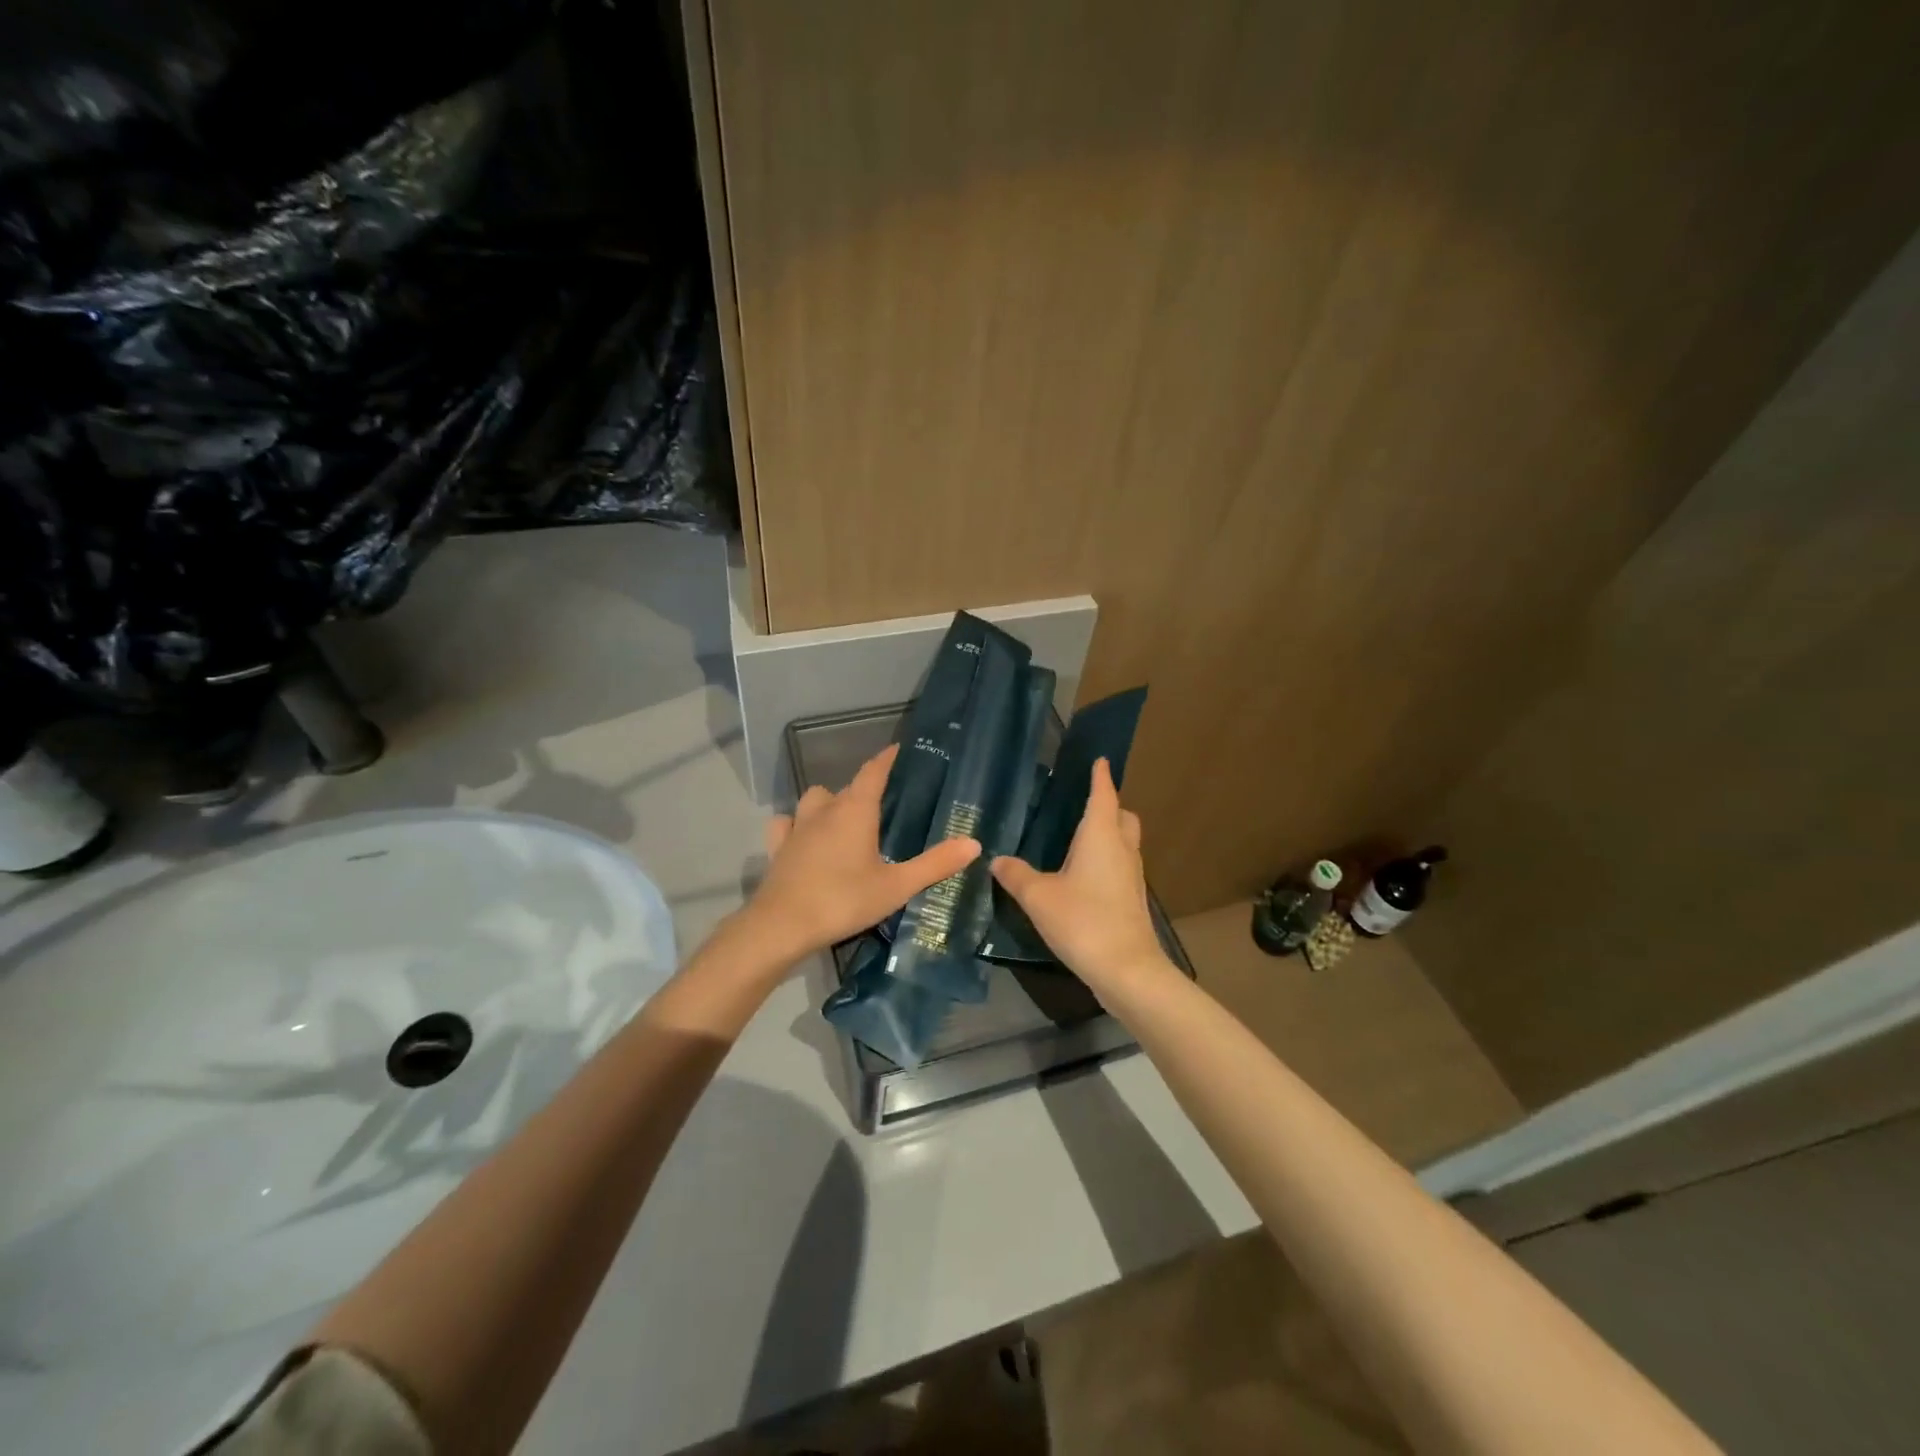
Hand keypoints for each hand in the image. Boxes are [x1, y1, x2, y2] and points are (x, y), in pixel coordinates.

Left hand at [744, 744, 980, 964]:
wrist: (783, 926)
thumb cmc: (844, 899)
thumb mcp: (897, 886)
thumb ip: (935, 864)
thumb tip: (973, 843)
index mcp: (856, 810)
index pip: (873, 772)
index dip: (886, 759)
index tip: (898, 749)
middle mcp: (826, 809)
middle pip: (847, 788)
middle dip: (865, 789)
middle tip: (883, 802)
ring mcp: (798, 826)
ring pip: (815, 799)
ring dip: (829, 802)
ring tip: (844, 818)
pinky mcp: (778, 846)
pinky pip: (787, 823)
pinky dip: (796, 823)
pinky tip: (803, 835)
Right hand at [991, 758, 1170, 988]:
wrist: (1127, 970)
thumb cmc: (1083, 921)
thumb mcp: (1039, 897)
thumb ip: (1016, 875)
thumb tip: (997, 859)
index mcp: (1100, 836)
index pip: (1103, 794)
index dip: (1100, 776)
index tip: (1099, 759)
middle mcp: (1121, 849)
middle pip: (1122, 816)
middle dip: (1109, 805)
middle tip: (1084, 805)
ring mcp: (1132, 875)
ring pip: (1125, 842)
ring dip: (1109, 834)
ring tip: (1079, 840)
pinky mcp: (1133, 899)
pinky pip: (1121, 866)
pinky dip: (1107, 860)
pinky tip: (1084, 877)